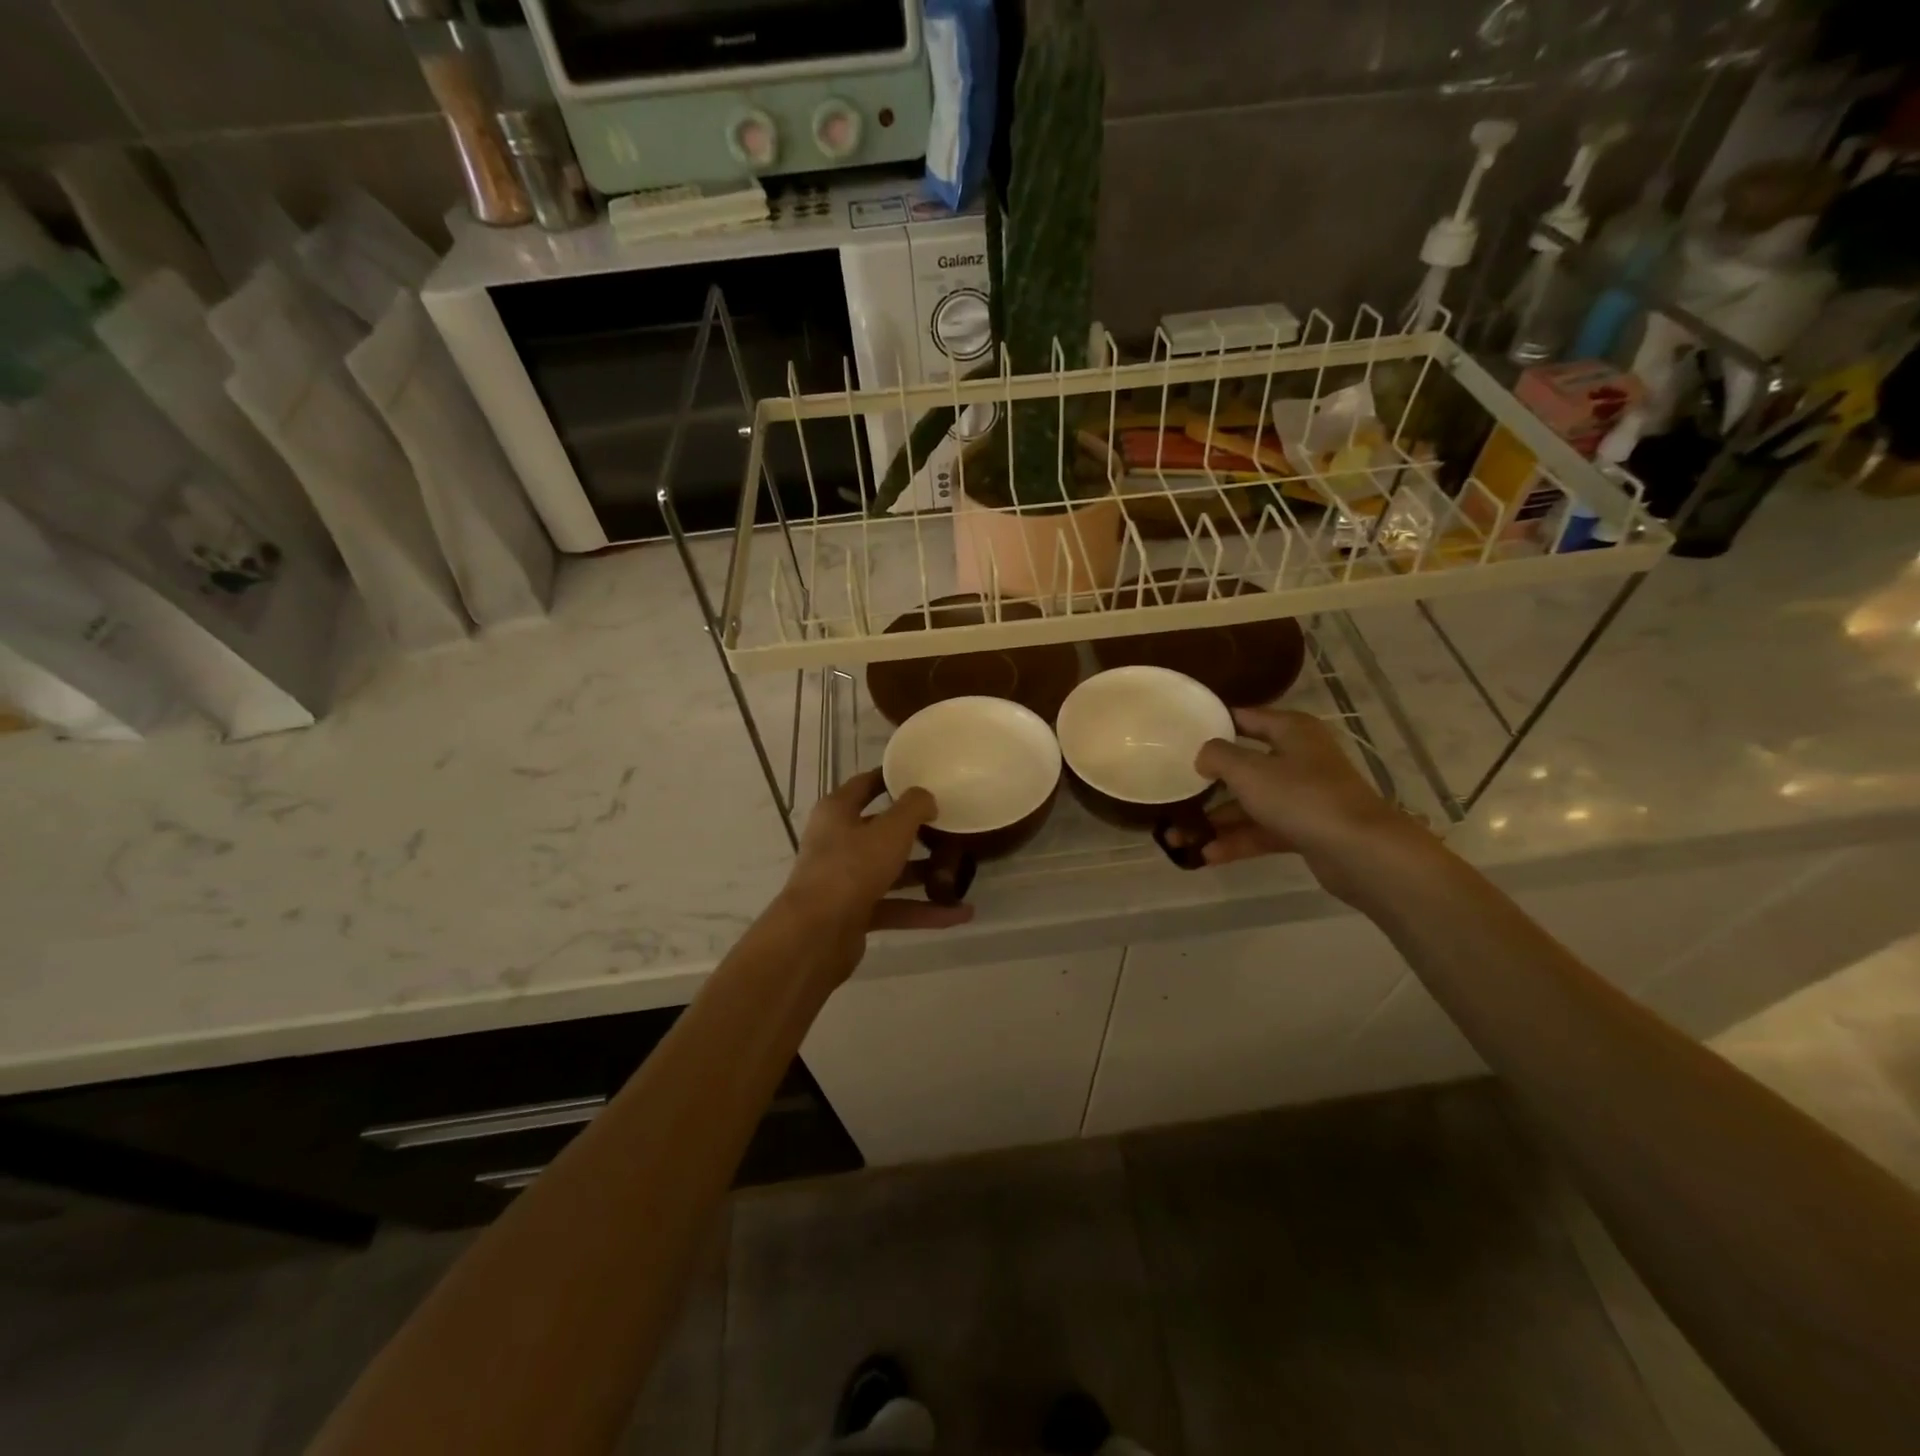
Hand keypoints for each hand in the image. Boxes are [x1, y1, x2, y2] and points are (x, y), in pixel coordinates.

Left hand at [776, 768, 973, 972]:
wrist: (816, 934)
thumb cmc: (852, 867)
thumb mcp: (891, 830)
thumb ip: (914, 807)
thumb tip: (926, 798)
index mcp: (837, 812)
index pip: (865, 784)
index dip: (891, 778)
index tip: (922, 776)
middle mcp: (837, 842)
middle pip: (881, 831)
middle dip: (916, 832)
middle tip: (951, 826)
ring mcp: (844, 880)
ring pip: (890, 871)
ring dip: (924, 874)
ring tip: (962, 874)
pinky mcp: (853, 913)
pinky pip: (894, 906)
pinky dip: (923, 910)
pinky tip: (958, 913)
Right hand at [1186, 707, 1431, 901]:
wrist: (1359, 850)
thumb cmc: (1301, 796)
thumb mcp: (1248, 770)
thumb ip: (1217, 756)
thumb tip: (1203, 755)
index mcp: (1291, 731)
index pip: (1246, 718)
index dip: (1214, 724)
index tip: (1181, 735)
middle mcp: (1299, 758)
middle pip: (1244, 766)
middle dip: (1207, 784)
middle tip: (1173, 792)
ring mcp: (1304, 796)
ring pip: (1250, 804)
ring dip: (1216, 820)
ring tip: (1177, 838)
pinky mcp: (1306, 829)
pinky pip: (1263, 831)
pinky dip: (1237, 841)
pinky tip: (1206, 856)